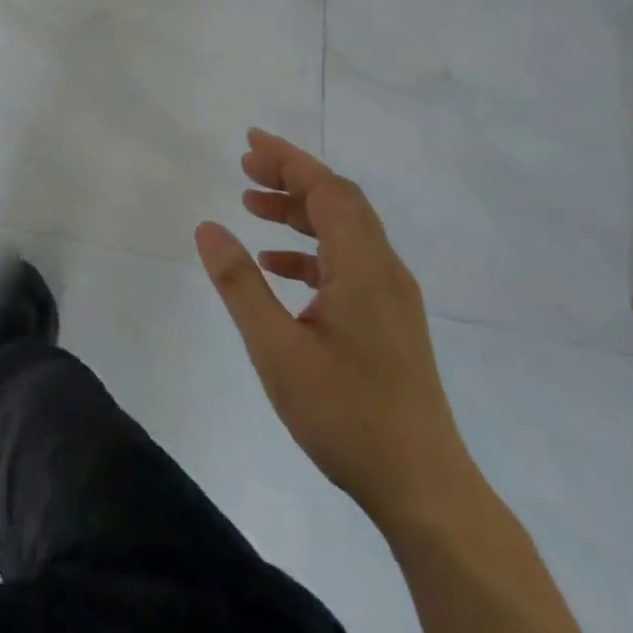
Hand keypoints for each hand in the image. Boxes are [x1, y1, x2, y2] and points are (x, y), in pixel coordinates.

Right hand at [195, 130, 474, 529]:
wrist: (425, 489)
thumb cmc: (347, 415)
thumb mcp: (277, 349)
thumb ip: (241, 284)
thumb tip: (208, 226)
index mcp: (363, 267)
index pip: (328, 190)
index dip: (289, 160)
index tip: (250, 143)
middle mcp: (384, 271)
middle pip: (339, 202)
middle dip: (292, 178)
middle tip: (245, 168)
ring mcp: (390, 297)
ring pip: (344, 232)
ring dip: (299, 213)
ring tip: (252, 208)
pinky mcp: (389, 321)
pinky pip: (347, 263)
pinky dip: (310, 251)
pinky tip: (277, 266)